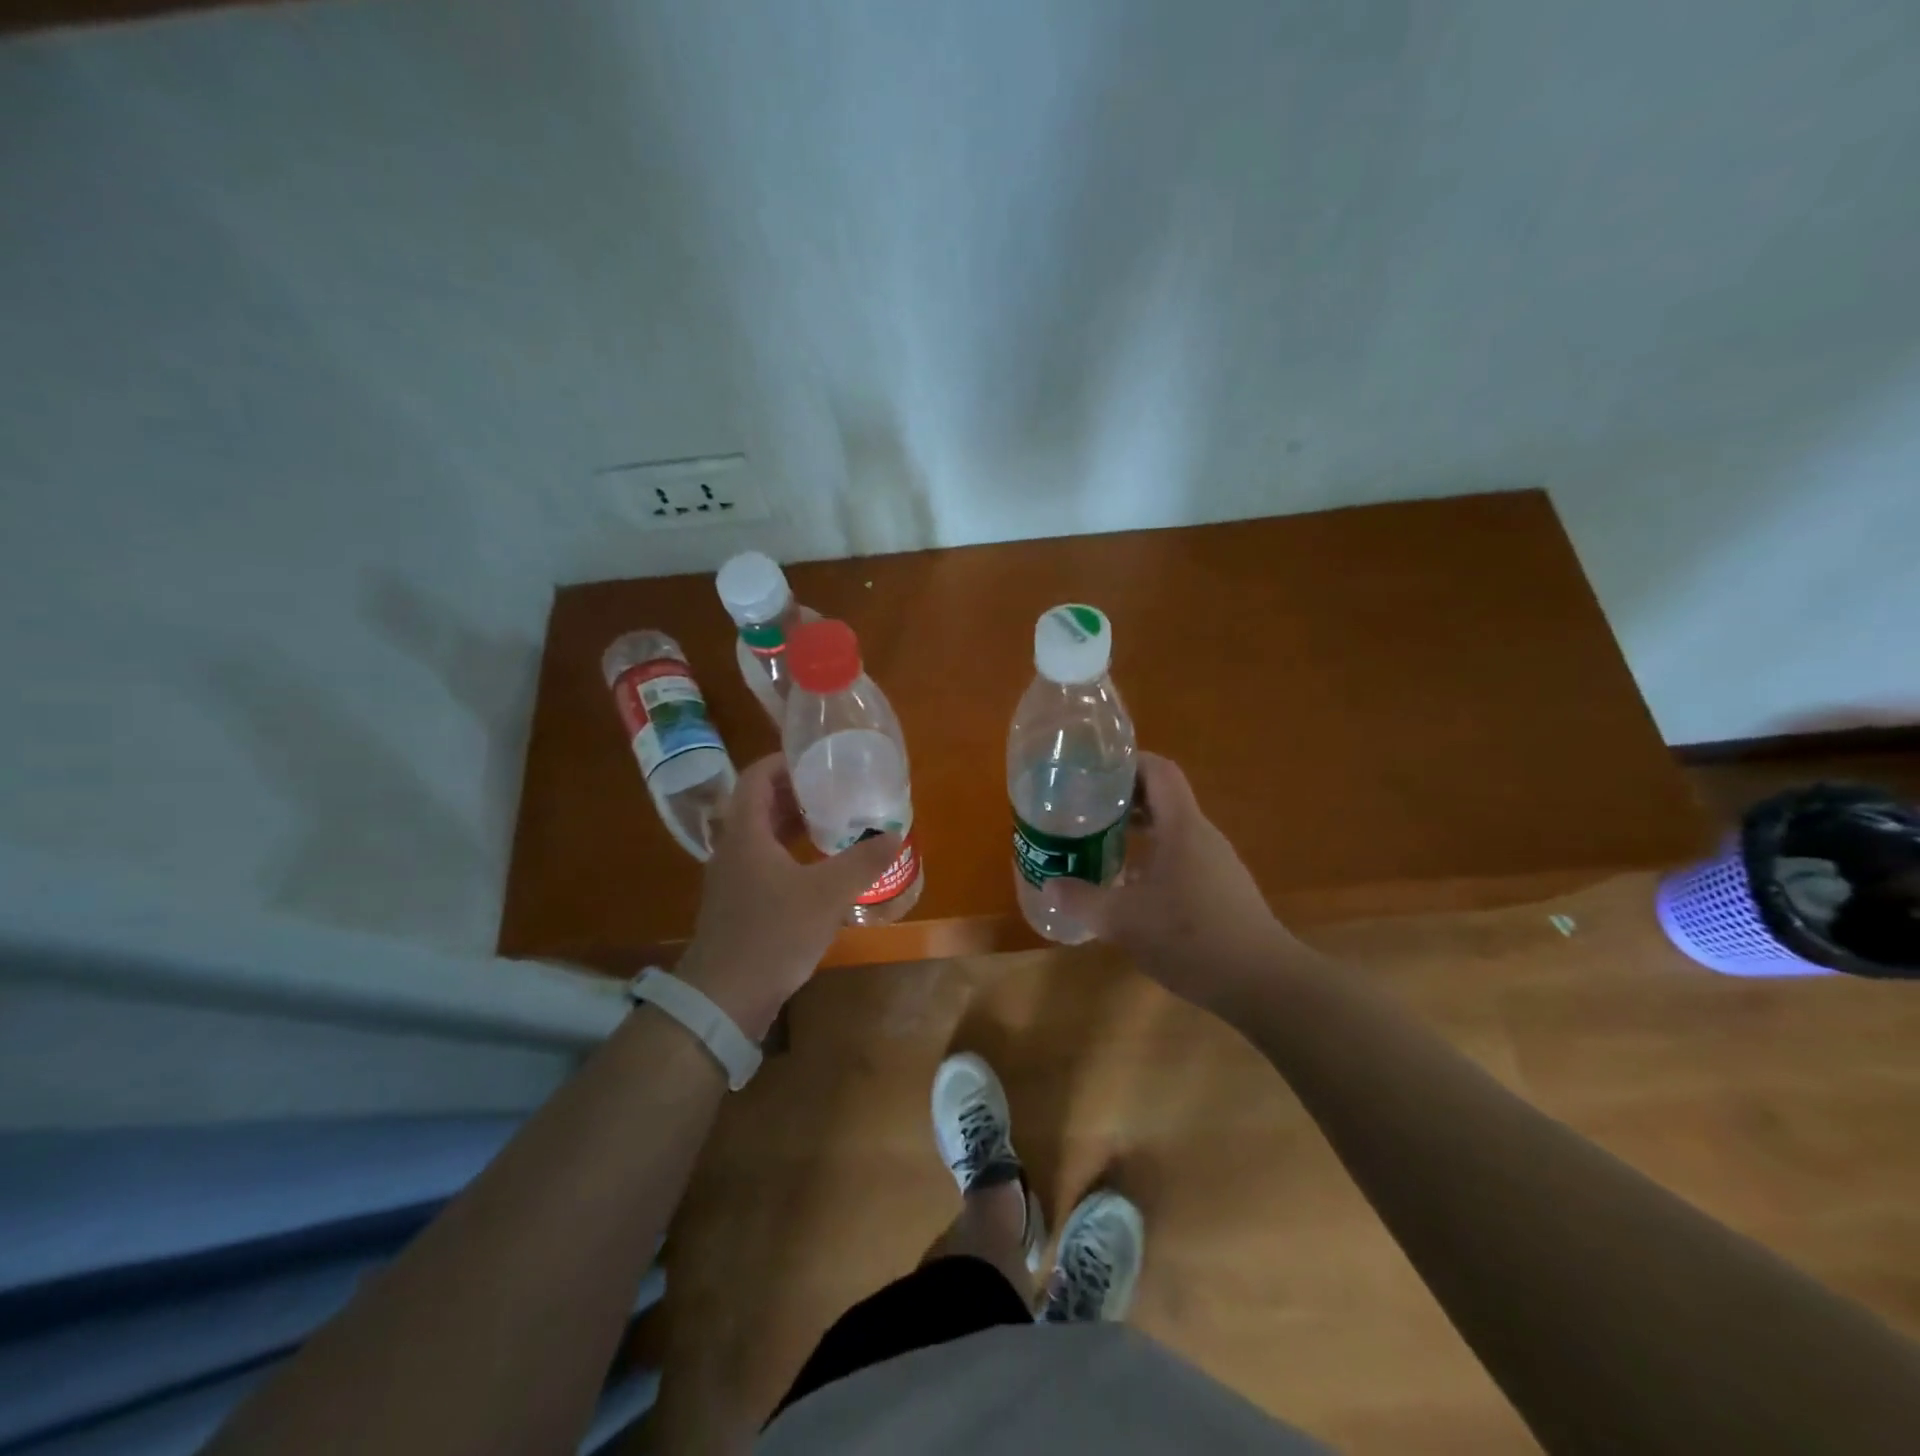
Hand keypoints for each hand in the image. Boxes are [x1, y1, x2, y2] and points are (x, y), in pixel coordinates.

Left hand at [675, 755, 901, 1040]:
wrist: (725, 998)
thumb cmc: (772, 934)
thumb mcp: (826, 894)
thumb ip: (862, 861)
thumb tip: (895, 833)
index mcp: (745, 833)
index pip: (756, 777)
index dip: (784, 762)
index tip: (817, 759)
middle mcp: (732, 848)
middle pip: (760, 804)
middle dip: (796, 792)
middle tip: (835, 788)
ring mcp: (733, 878)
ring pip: (762, 835)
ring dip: (793, 823)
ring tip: (833, 820)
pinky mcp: (739, 903)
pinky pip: (765, 861)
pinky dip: (790, 852)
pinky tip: (819, 866)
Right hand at [1044, 752, 1304, 1010]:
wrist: (1263, 983)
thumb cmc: (1190, 937)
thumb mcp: (1123, 920)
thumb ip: (1083, 900)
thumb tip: (1051, 886)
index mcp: (1182, 827)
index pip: (1158, 770)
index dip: (1126, 762)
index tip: (1092, 771)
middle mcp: (1202, 836)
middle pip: (1162, 798)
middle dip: (1122, 799)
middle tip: (1084, 809)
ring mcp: (1216, 863)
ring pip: (1171, 830)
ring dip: (1136, 831)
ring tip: (1100, 844)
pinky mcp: (1222, 890)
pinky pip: (1181, 857)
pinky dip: (1152, 858)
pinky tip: (1130, 888)